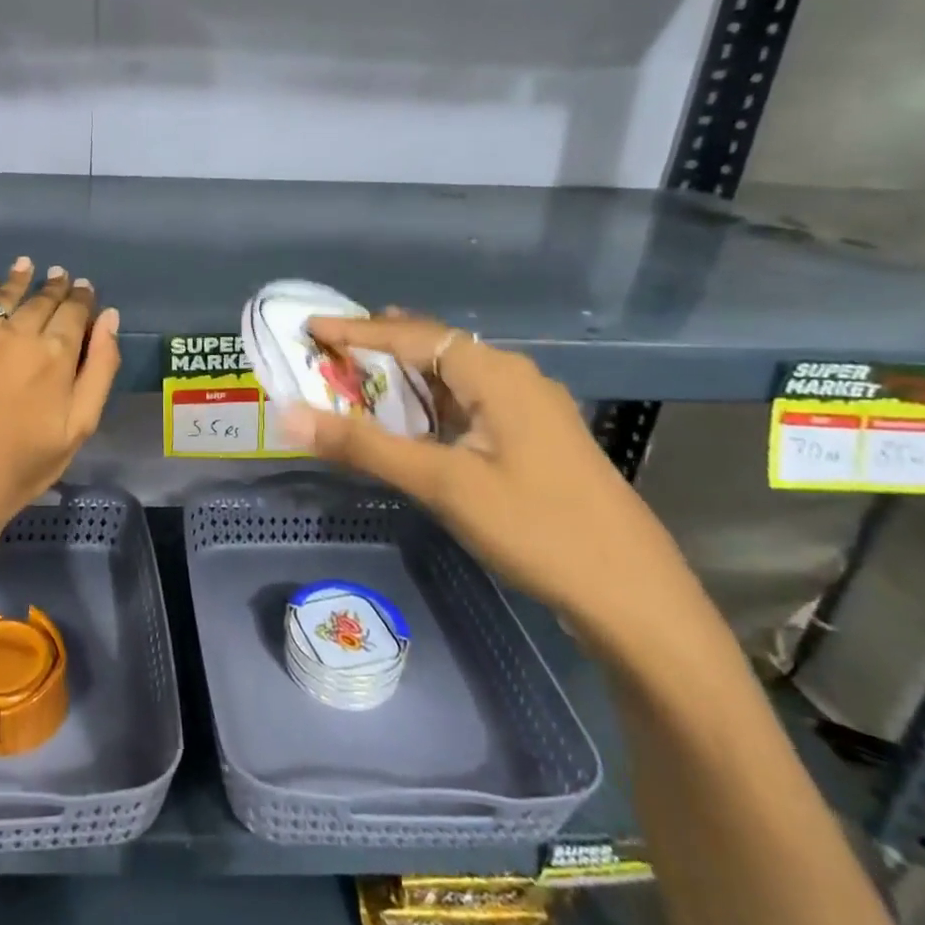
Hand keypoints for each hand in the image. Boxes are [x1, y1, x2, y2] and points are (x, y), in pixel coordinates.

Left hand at [0, 258, 120, 525]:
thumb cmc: (25, 462)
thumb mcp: (80, 425)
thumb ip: (101, 368)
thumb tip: (110, 318)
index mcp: (55, 355)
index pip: (73, 312)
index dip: (81, 297)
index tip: (83, 288)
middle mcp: (16, 334)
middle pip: (40, 300)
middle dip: (54, 286)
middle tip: (59, 274)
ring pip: (3, 295)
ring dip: (19, 279)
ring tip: (27, 266)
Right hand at [281, 313, 703, 652]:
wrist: (633, 596)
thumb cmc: (536, 528)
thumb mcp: (443, 485)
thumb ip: (365, 446)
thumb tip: (290, 415)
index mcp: (497, 375)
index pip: (412, 336)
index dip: (356, 330)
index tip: (309, 327)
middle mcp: (515, 379)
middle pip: (435, 348)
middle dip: (380, 345)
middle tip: (329, 348)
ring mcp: (530, 411)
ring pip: (454, 378)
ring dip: (405, 376)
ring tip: (359, 375)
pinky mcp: (534, 441)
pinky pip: (469, 404)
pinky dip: (429, 404)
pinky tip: (413, 421)